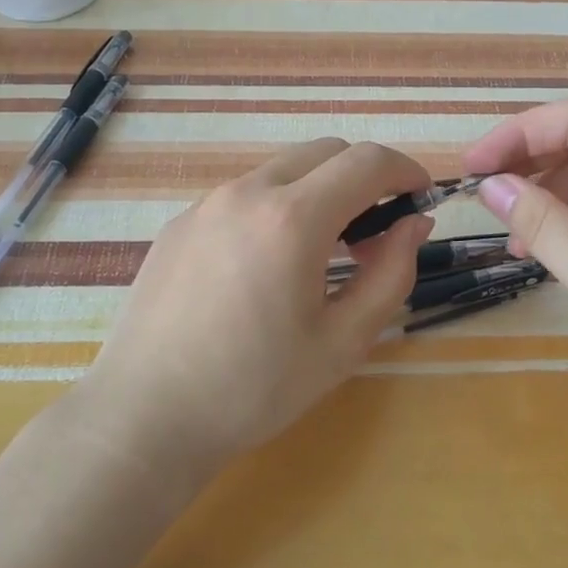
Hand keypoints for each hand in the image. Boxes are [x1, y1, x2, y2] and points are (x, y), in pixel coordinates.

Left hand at [80, 139, 433, 478]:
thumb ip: (391, 274)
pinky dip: (276, 206)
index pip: (367, 162)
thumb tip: (413, 223)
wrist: (145, 416)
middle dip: (364, 176)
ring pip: (282, 170)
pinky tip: (267, 265)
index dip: (405, 170)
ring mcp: (206, 204)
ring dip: (319, 190)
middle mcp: (247, 193)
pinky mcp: (179, 224)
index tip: (422, 196)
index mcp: (292, 219)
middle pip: (325, 151)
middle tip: (377, 230)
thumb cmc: (254, 388)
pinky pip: (243, 195)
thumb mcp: (343, 341)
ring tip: (323, 250)